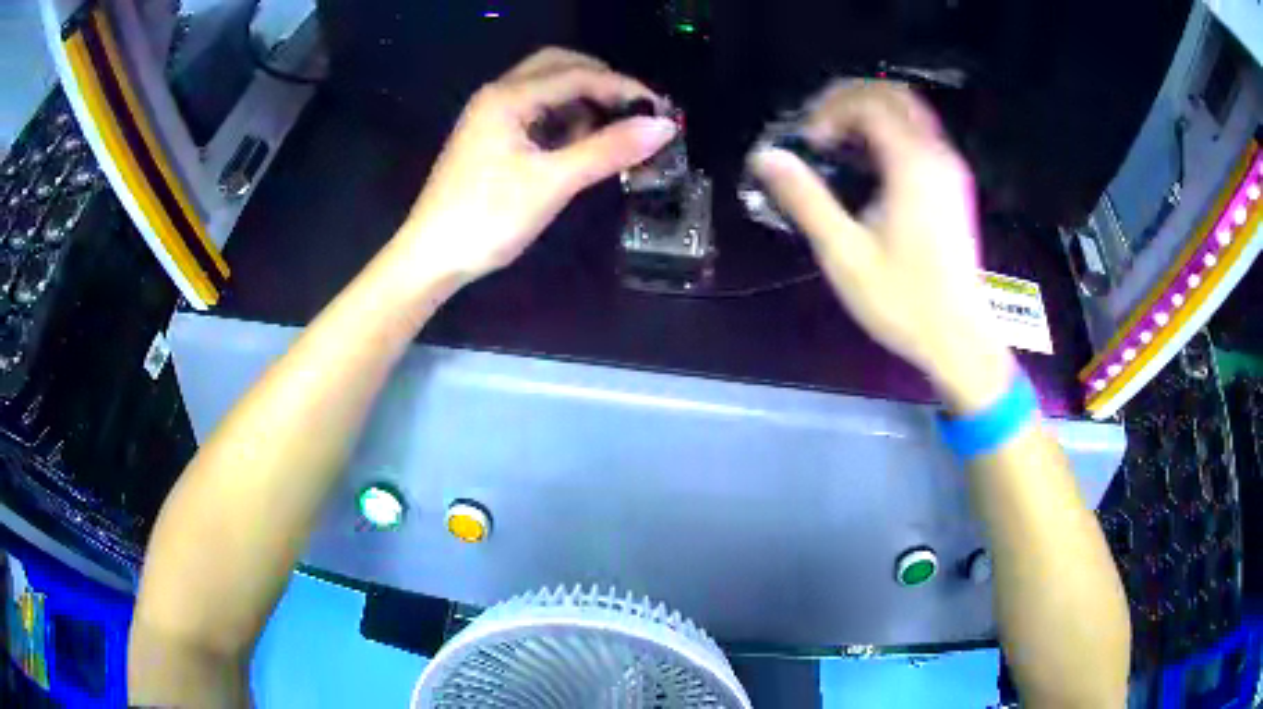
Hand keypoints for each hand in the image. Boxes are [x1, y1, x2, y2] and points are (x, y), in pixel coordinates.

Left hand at [398, 48, 677, 281]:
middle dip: (601, 82)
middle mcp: (498, 95)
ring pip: (547, 89)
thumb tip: (664, 127)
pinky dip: (565, 119)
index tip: (661, 112)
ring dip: (584, 100)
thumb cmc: (487, 218)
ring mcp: (492, 116)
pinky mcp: (492, 138)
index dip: (624, 88)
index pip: (578, 74)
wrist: (432, 257)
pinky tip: (581, 145)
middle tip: (634, 111)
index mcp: (508, 97)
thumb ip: (608, 150)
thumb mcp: (552, 182)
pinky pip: (536, 113)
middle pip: (559, 66)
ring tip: (613, 131)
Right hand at [749, 81, 1013, 412]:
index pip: (870, 103)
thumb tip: (766, 157)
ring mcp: (950, 170)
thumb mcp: (846, 254)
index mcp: (913, 165)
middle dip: (850, 98)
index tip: (809, 142)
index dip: (831, 109)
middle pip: (893, 95)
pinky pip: (920, 136)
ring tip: (838, 140)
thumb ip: (806, 199)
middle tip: (819, 126)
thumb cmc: (904, 301)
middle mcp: (937, 156)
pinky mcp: (953, 186)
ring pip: (910, 113)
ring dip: (870, 112)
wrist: (958, 339)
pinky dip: (889, 132)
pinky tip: (868, 163)